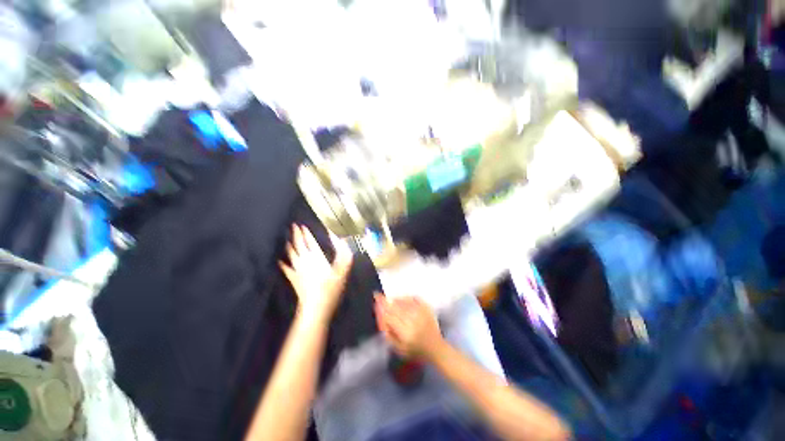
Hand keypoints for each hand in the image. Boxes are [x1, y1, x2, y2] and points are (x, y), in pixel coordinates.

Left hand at [280, 225, 353, 322]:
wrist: (316, 307)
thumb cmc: (331, 288)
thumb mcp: (343, 269)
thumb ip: (343, 254)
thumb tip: (341, 240)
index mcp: (316, 257)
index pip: (310, 242)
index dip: (306, 233)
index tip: (302, 225)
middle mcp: (305, 260)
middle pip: (299, 245)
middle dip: (296, 234)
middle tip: (293, 225)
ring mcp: (297, 269)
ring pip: (291, 253)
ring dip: (289, 245)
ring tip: (286, 238)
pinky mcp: (293, 279)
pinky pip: (286, 268)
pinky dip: (282, 263)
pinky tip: (278, 260)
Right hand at [374, 295, 444, 359]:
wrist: (436, 348)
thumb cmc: (416, 351)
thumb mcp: (399, 349)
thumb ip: (388, 334)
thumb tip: (380, 318)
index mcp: (405, 334)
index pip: (390, 317)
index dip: (381, 308)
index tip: (375, 301)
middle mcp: (413, 322)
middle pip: (396, 308)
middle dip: (386, 301)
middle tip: (378, 296)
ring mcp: (421, 314)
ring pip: (404, 302)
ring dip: (395, 299)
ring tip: (389, 299)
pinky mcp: (427, 309)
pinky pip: (414, 299)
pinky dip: (406, 297)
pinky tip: (401, 298)